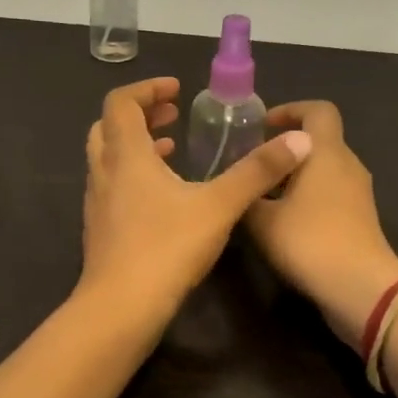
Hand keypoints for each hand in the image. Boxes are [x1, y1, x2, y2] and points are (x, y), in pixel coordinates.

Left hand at [79, 77, 313, 328]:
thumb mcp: (220, 206)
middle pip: (109, 127)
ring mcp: (98, 203)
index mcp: (127, 156)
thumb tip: (299, 140)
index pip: (121, 102)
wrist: (120, 309)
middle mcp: (105, 173)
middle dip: (141, 115)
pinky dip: (134, 176)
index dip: (147, 89)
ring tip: (172, 150)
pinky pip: (113, 187)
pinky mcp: (100, 230)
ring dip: (137, 146)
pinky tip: (164, 198)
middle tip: (174, 116)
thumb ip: (258, 172)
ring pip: (108, 159)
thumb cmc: (166, 248)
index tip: (177, 90)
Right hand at [244, 101, 397, 347]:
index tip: (263, 127)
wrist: (360, 288)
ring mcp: (359, 193)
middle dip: (286, 149)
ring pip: (324, 170)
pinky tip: (285, 222)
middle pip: (319, 142)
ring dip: (295, 176)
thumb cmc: (309, 241)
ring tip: (263, 196)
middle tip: (254, 166)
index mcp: (327, 152)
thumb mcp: (261, 219)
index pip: (318, 110)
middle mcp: (348, 165)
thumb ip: (248, 192)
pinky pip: (331, 194)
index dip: (291, 110)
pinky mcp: (361, 219)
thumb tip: (241, 181)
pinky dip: (308, 197)